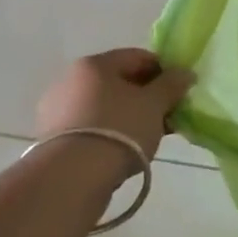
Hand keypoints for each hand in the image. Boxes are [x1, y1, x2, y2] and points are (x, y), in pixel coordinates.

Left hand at [35, 49, 193, 171]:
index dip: (163, 71)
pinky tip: (123, 151)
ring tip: (147, 139)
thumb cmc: (118, 130)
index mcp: (94, 64)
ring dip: (128, 116)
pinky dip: (109, 133)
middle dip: (146, 97)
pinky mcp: (52, 139)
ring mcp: (57, 110)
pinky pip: (90, 127)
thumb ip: (171, 85)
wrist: (72, 179)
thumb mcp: (154, 105)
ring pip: (104, 106)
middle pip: (118, 82)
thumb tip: (185, 73)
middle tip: (166, 117)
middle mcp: (70, 80)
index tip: (179, 92)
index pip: (137, 57)